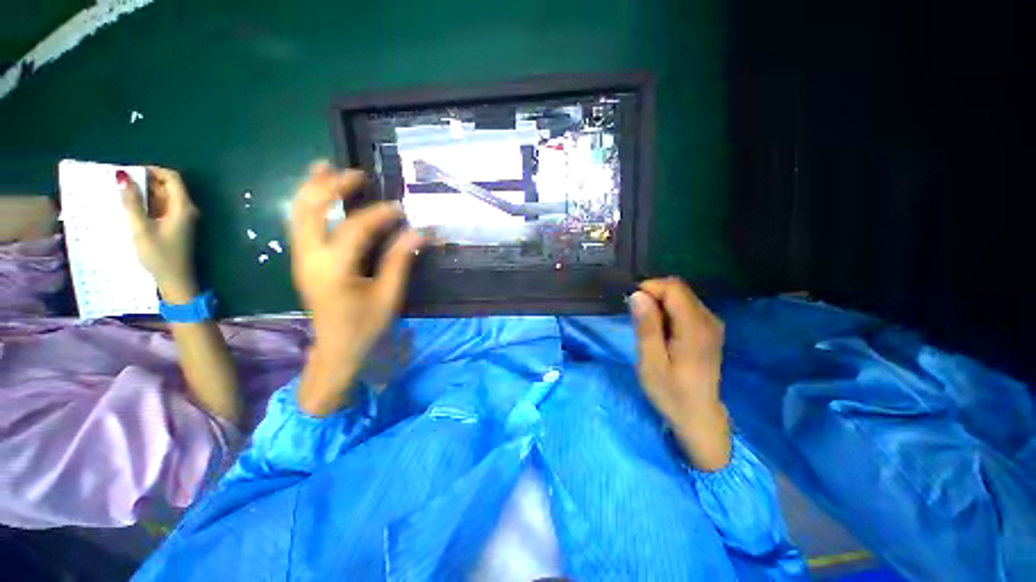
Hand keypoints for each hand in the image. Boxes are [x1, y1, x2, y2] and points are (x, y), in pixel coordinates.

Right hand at [119, 167, 198, 302]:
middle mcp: (186, 209)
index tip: (129, 172)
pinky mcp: (175, 226)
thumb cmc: (159, 256)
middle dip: (145, 181)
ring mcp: (181, 218)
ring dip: (144, 193)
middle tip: (119, 182)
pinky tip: (129, 207)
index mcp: (183, 207)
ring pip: (163, 197)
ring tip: (120, 193)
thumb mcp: (141, 228)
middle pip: (167, 186)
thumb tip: (122, 176)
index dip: (152, 170)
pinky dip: (147, 204)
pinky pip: (161, 208)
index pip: (172, 177)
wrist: (175, 280)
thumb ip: (132, 202)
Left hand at [290, 161, 422, 415]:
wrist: (336, 349)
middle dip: (330, 187)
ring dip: (312, 188)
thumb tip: (417, 233)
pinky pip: (299, 223)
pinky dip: (308, 203)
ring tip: (326, 167)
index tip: (400, 209)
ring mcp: (301, 258)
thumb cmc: (365, 325)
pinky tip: (318, 192)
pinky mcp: (302, 260)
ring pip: (297, 213)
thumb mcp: (388, 296)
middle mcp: (309, 259)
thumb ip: (399, 261)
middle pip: (310, 211)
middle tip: (355, 174)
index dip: (378, 215)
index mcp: (334, 271)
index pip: (354, 230)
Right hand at [630, 277, 730, 470]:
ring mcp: (712, 324)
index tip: (632, 304)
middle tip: (637, 318)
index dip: (650, 288)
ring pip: (682, 296)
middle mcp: (709, 320)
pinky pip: (686, 307)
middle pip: (679, 289)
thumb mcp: (651, 362)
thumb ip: (646, 326)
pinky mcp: (709, 329)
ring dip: (659, 304)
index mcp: (695, 328)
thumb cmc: (671, 392)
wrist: (699, 416)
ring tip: (648, 327)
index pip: (674, 288)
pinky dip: (668, 311)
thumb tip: (638, 294)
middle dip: (653, 295)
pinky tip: (661, 331)